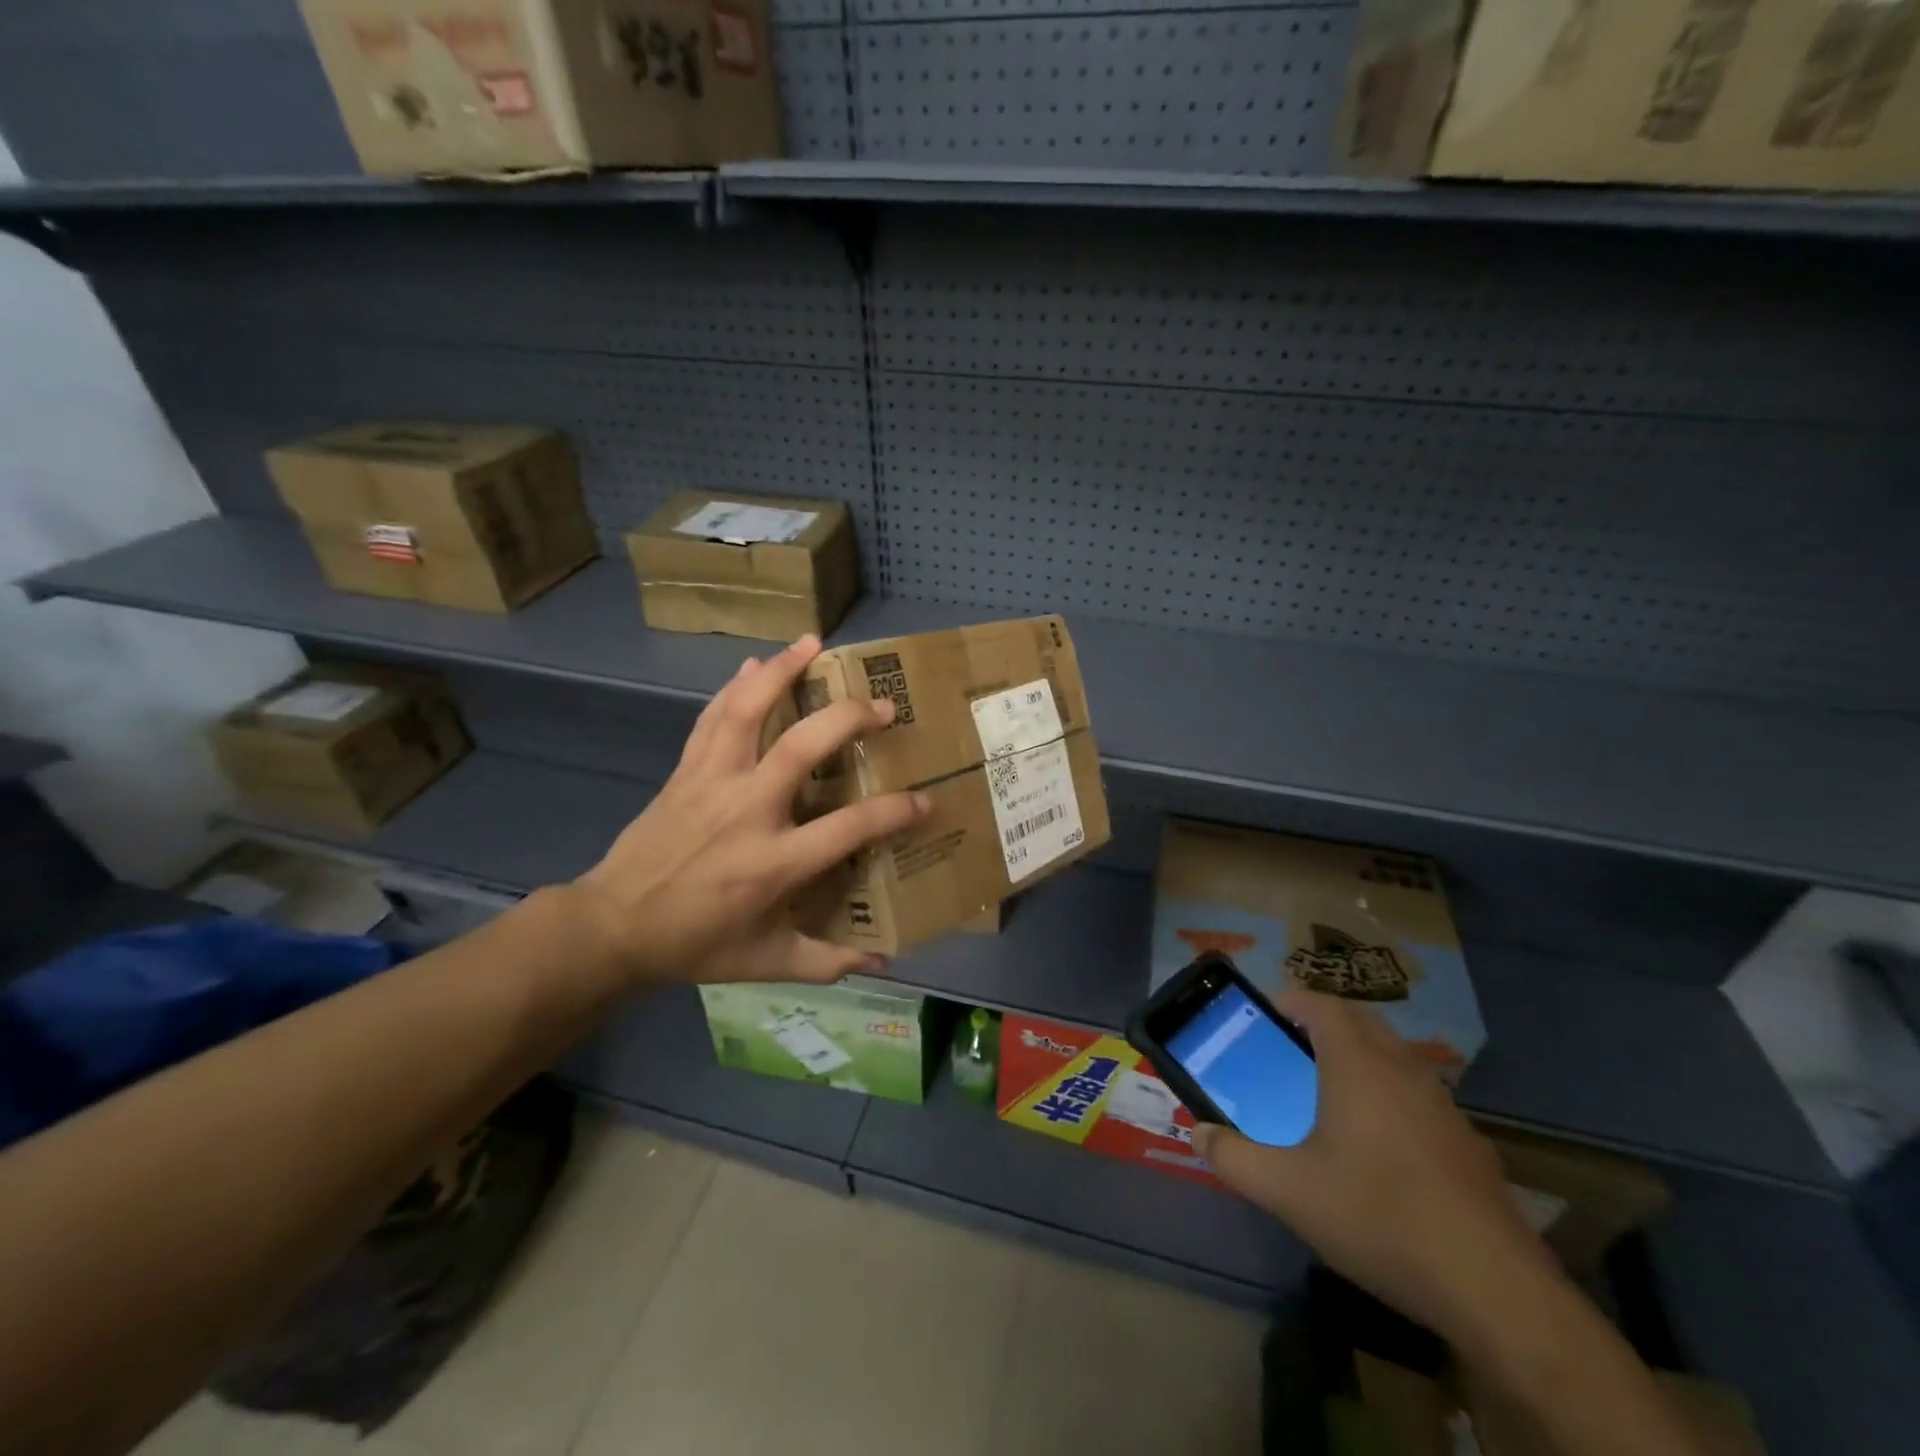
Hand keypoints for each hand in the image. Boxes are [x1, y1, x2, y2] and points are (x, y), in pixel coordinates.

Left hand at [572, 636, 928, 986]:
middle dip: (846, 718)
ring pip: (746, 714)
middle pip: (801, 748)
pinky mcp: (685, 772)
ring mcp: (711, 784)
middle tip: (882, 705)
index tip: (924, 801)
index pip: (848, 827)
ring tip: (813, 643)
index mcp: (773, 863)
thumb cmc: (695, 944)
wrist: (611, 927)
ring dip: (781, 672)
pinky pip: (712, 720)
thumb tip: (885, 961)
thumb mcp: (767, 963)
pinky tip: (754, 664)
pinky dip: (734, 688)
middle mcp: (746, 812)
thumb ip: (828, 961)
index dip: (893, 812)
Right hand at [1194, 987, 1562, 1344]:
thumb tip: (1197, 1132)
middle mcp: (1403, 1069)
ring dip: (1360, 1057)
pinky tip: (1381, 1148)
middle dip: (1323, 1023)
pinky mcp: (1469, 1143)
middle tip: (1289, 1049)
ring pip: (1395, 1056)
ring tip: (1329, 1093)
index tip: (1263, 1015)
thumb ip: (1234, 1158)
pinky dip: (1392, 1096)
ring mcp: (1443, 1104)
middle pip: (1360, 1021)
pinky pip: (1419, 1095)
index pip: (1321, 1003)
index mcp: (1358, 1064)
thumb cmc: (1378, 1216)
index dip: (1290, 1000)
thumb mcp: (1288, 1191)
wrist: (1494, 1288)